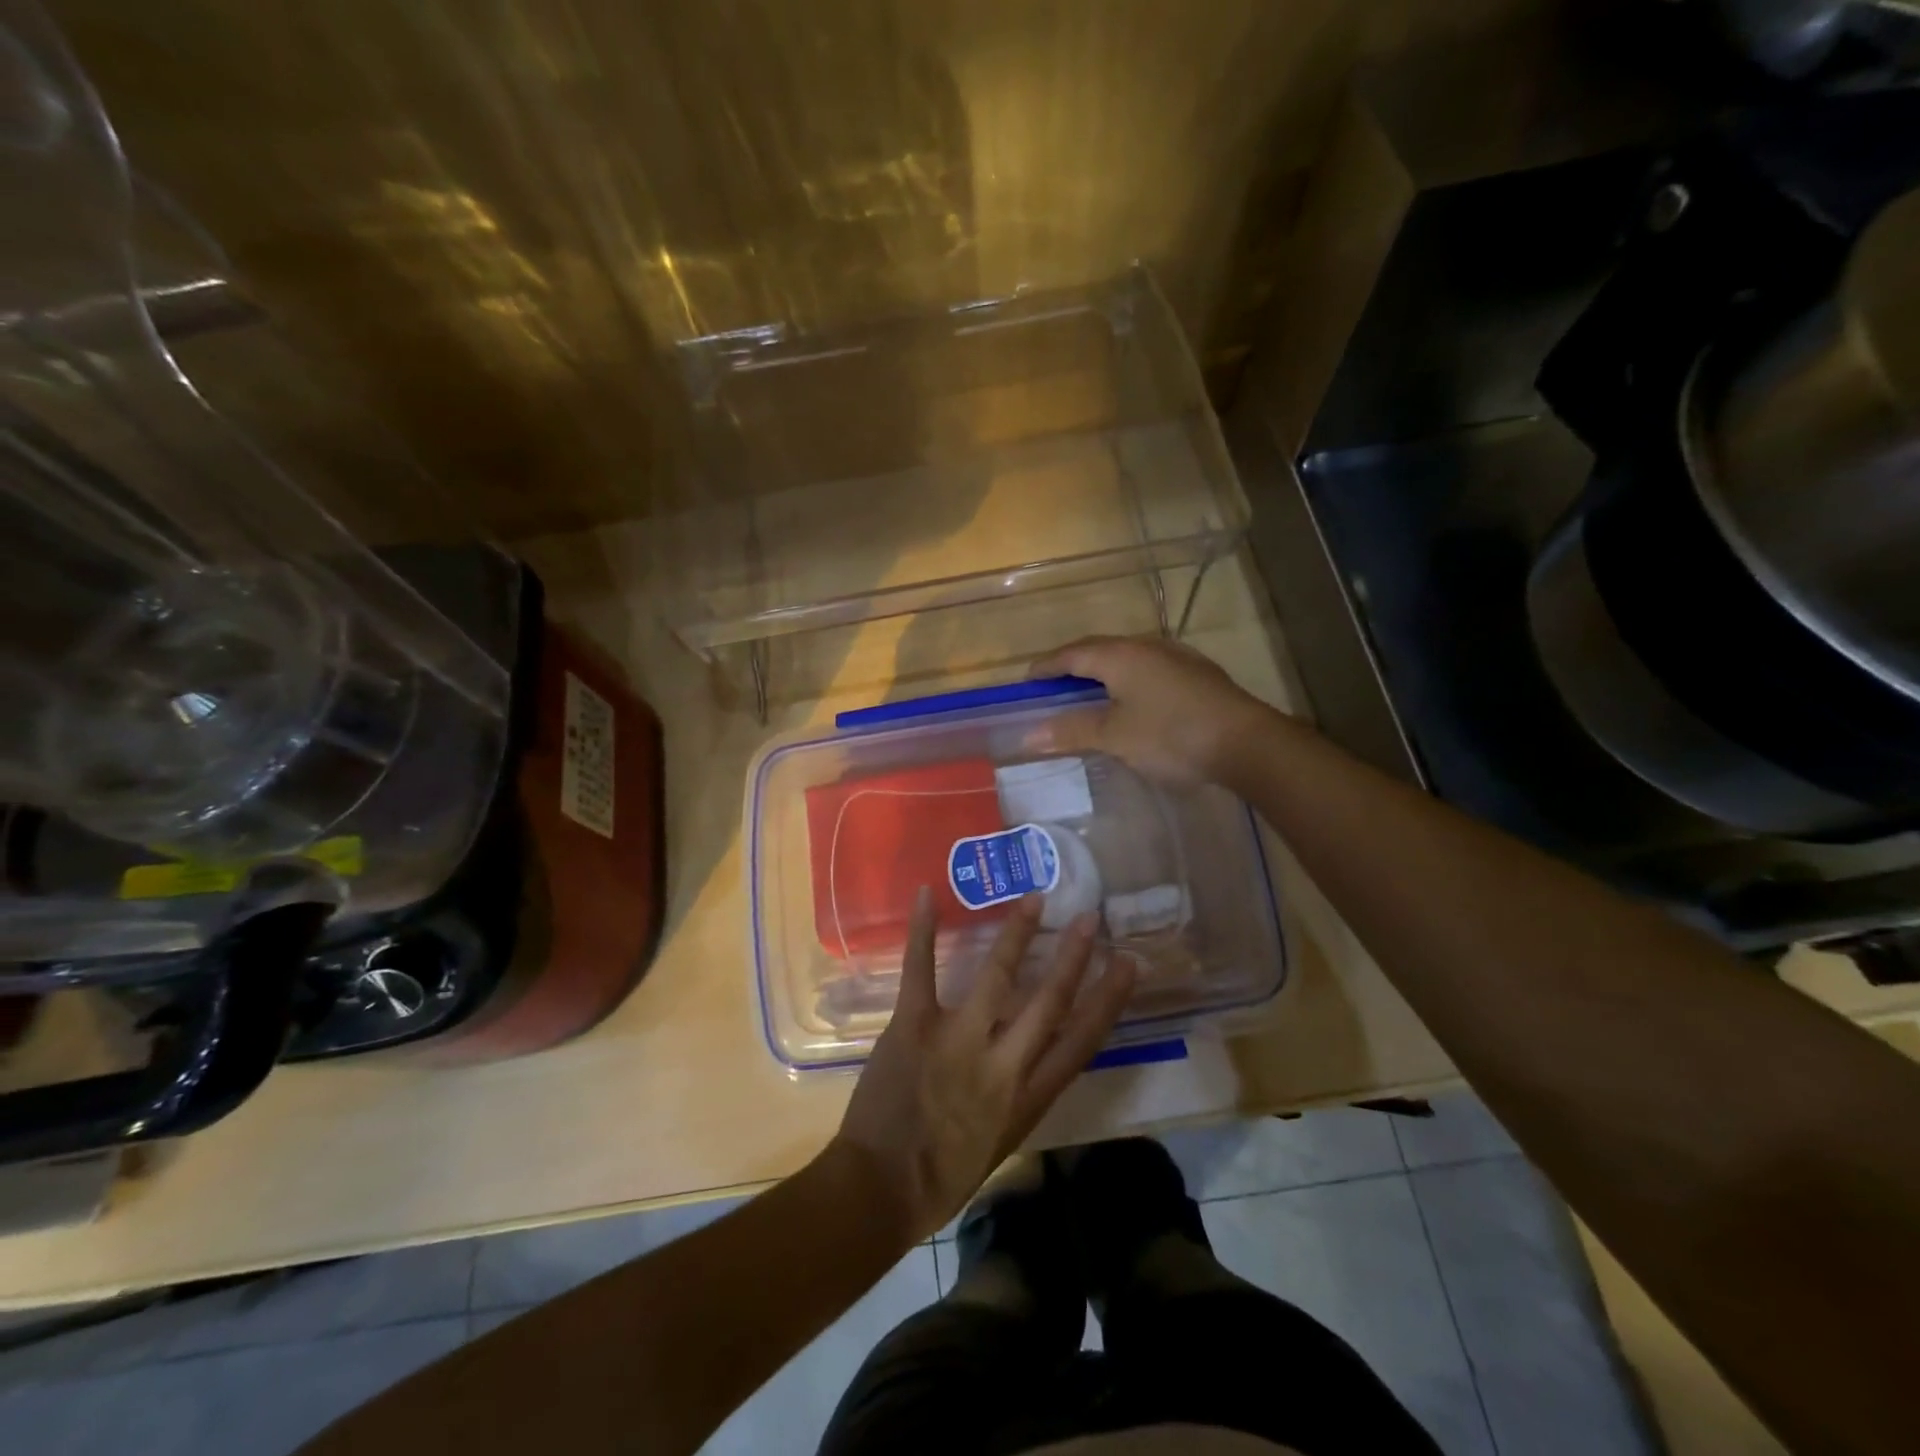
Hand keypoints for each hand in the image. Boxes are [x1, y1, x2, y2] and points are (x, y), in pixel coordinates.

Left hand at [834, 889, 1134, 1241]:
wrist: (880, 1192)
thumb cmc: (944, 1176)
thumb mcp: (1002, 1139)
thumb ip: (1020, 1091)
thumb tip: (1031, 1051)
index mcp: (1027, 1097)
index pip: (1081, 1041)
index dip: (1108, 999)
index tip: (1128, 964)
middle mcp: (1002, 1063)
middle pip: (1048, 1001)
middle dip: (1073, 957)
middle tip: (1091, 917)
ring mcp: (957, 1040)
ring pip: (996, 976)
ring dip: (1017, 934)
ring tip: (1034, 899)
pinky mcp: (914, 1026)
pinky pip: (920, 970)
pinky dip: (922, 931)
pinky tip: (927, 895)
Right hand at [1037, 635, 1276, 785]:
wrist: (1246, 743)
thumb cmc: (1171, 736)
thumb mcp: (1114, 737)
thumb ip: (1071, 731)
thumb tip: (1028, 735)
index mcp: (1120, 655)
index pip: (1071, 654)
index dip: (1046, 667)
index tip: (1026, 681)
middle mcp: (1146, 646)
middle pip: (1098, 651)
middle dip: (1072, 667)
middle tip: (1053, 689)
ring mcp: (1176, 658)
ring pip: (1127, 659)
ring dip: (1102, 674)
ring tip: (1089, 695)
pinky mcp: (1197, 674)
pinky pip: (1148, 670)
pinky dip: (1128, 682)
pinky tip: (1133, 701)